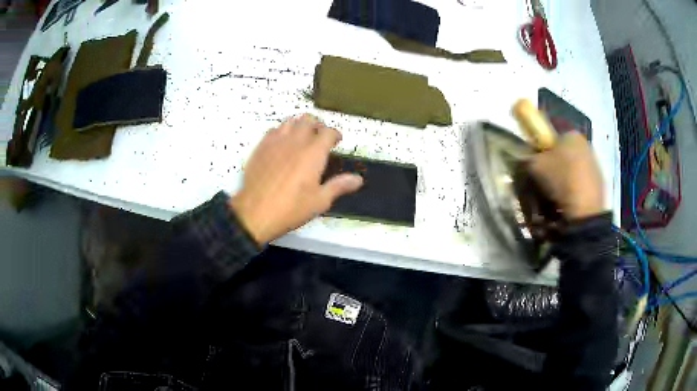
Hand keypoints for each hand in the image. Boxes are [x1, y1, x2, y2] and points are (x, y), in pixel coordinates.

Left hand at [229, 114, 363, 243]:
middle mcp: (296, 141)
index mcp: (314, 153)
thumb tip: (358, 179)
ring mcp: (276, 142)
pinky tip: (282, 142)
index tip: (337, 140)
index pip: (328, 132)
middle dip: (318, 125)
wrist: (256, 212)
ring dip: (299, 125)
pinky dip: (282, 131)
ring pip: (291, 122)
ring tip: (302, 135)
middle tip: (320, 136)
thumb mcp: (320, 201)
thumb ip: (339, 186)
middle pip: (309, 121)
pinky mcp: (261, 147)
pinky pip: (274, 130)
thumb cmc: (291, 208)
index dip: (335, 134)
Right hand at [529, 132, 604, 219]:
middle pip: (566, 152)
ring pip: (576, 168)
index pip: (554, 136)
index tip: (538, 163)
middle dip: (557, 163)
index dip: (544, 149)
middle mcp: (586, 144)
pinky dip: (576, 189)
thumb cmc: (560, 178)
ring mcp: (596, 164)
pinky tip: (569, 200)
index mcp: (571, 134)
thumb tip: (529, 157)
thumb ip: (530, 156)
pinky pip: (583, 182)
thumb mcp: (535, 165)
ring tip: (557, 193)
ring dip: (567, 177)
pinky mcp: (601, 183)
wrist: (584, 208)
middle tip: (546, 179)